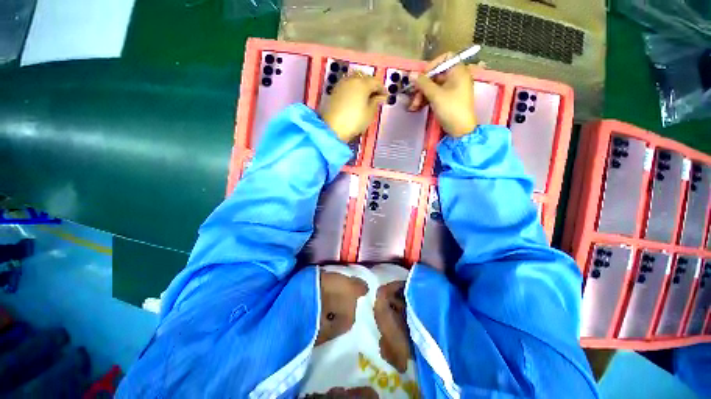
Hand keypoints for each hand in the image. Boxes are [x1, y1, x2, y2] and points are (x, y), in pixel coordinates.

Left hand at [321, 72, 386, 142]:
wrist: (332, 128)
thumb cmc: (354, 121)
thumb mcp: (369, 113)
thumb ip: (376, 102)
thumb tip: (381, 96)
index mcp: (363, 83)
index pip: (376, 82)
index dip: (382, 90)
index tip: (385, 97)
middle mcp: (352, 79)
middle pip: (365, 78)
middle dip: (372, 86)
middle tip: (376, 96)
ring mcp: (342, 84)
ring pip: (355, 80)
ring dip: (362, 87)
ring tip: (366, 98)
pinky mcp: (335, 90)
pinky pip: (348, 85)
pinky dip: (354, 89)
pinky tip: (355, 99)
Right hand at [408, 53, 476, 137]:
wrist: (460, 130)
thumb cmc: (451, 109)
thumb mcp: (436, 95)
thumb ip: (423, 83)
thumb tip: (411, 74)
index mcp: (458, 71)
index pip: (445, 58)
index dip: (432, 65)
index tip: (422, 76)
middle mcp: (456, 78)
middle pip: (436, 75)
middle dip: (422, 86)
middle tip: (413, 96)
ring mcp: (452, 89)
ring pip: (433, 87)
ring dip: (421, 95)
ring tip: (413, 106)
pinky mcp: (447, 100)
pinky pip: (435, 95)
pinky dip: (426, 100)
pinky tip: (416, 107)